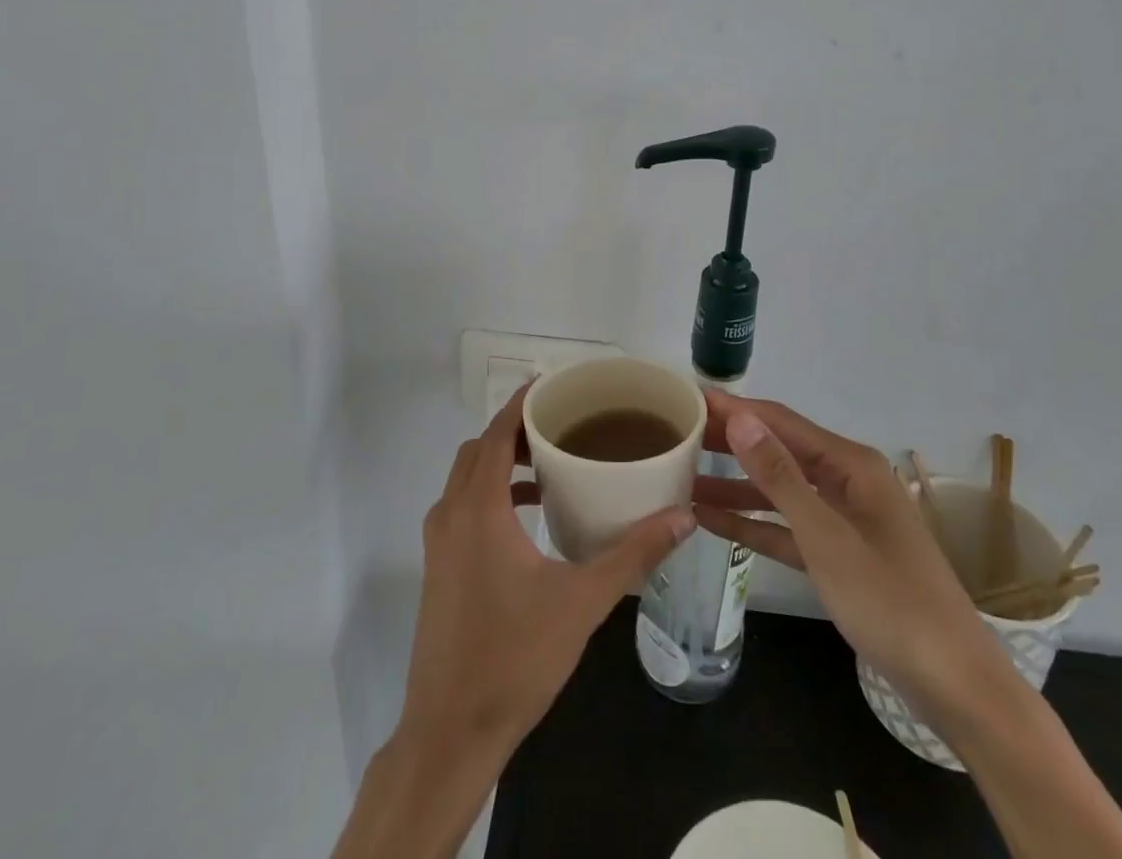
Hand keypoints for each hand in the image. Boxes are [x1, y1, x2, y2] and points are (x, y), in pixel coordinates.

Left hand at [400, 384, 694, 753]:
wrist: (450, 733)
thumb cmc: (515, 658)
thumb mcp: (582, 601)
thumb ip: (632, 554)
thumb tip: (683, 518)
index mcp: (478, 508)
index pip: (496, 433)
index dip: (520, 404)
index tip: (553, 387)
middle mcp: (451, 513)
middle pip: (479, 449)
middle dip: (515, 430)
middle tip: (560, 425)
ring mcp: (439, 542)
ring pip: (467, 478)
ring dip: (502, 462)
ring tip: (551, 463)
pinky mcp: (439, 566)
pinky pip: (464, 506)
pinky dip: (492, 494)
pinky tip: (532, 516)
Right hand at [693, 390, 994, 720]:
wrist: (955, 686)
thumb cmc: (890, 601)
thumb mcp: (827, 537)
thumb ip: (780, 477)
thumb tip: (741, 418)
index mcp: (850, 464)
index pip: (780, 422)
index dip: (735, 408)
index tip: (690, 398)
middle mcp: (846, 480)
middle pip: (778, 451)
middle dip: (730, 443)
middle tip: (677, 434)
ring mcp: (842, 518)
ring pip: (778, 490)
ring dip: (734, 486)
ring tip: (682, 477)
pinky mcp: (838, 554)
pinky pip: (787, 528)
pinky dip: (753, 523)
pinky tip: (711, 521)